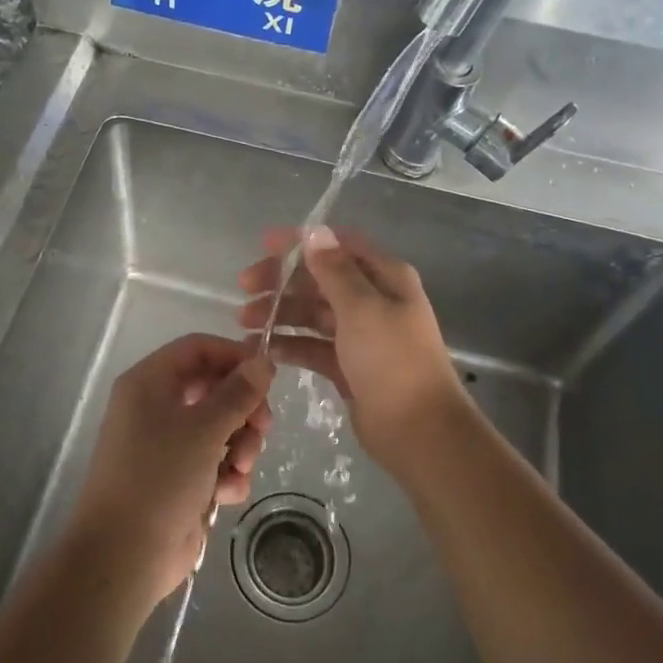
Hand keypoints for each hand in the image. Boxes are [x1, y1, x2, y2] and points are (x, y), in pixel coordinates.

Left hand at [66, 334, 273, 610]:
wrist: (124, 556)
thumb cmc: (160, 477)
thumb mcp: (205, 428)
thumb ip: (238, 392)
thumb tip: (263, 361)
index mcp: (150, 382)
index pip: (198, 348)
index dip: (234, 356)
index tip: (267, 376)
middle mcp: (155, 406)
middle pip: (213, 388)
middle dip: (243, 408)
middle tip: (263, 427)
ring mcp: (166, 444)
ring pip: (219, 426)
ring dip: (239, 445)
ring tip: (240, 467)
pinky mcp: (177, 478)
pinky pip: (213, 461)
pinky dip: (226, 473)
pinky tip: (227, 493)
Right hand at [238, 226, 469, 472]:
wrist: (419, 431)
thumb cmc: (392, 361)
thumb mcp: (362, 308)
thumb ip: (334, 269)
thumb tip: (314, 230)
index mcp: (385, 277)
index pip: (338, 246)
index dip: (301, 242)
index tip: (264, 244)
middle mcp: (373, 300)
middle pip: (320, 279)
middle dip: (282, 280)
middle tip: (244, 288)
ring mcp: (360, 334)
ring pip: (313, 313)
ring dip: (280, 312)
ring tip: (244, 323)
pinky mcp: (348, 366)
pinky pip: (312, 346)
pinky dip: (289, 344)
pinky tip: (262, 349)